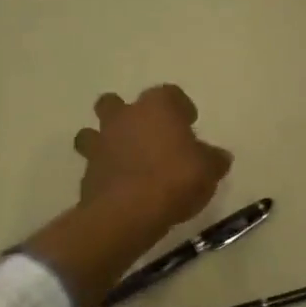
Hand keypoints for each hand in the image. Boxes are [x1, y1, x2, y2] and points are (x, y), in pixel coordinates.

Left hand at [73, 85, 231, 229]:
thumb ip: (213, 159)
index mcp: (157, 107)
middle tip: (148, 135)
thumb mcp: (208, 170)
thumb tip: (219, 157)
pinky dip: (104, 172)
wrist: (128, 212)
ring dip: (106, 141)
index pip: (169, 93)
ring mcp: (101, 143)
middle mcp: (124, 117)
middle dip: (128, 115)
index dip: (180, 107)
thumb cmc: (175, 179)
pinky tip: (120, 187)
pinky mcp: (86, 172)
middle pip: (116, 103)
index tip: (189, 123)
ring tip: (125, 160)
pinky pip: (94, 165)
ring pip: (93, 131)